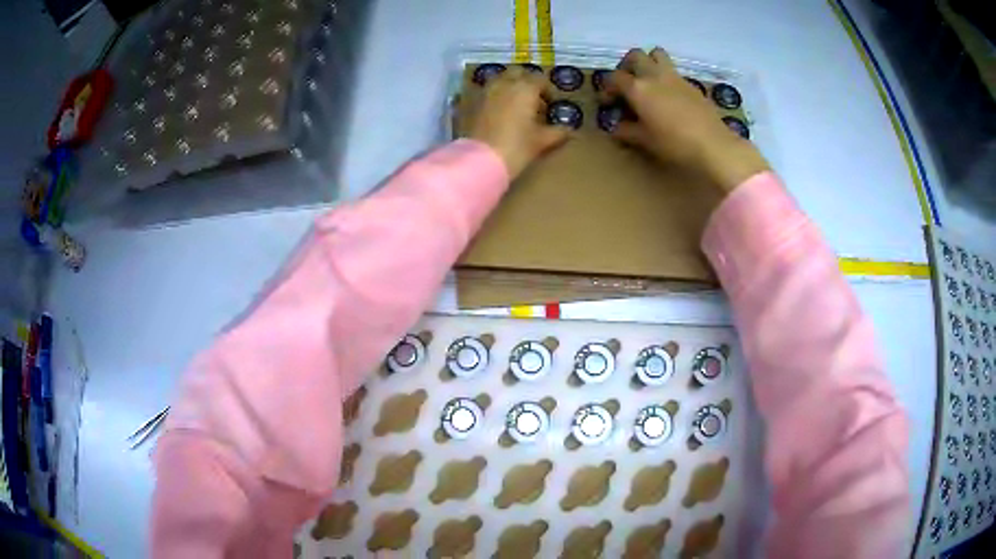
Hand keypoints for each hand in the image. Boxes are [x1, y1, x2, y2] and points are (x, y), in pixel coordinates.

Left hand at [468, 67, 571, 179]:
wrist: (480, 160)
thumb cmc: (516, 147)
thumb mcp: (541, 141)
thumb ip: (557, 132)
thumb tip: (569, 130)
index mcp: (525, 88)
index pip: (540, 80)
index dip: (547, 90)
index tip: (550, 104)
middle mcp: (505, 83)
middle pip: (518, 73)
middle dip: (527, 82)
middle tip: (533, 100)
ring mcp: (486, 91)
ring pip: (500, 80)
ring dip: (509, 86)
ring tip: (516, 105)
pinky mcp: (472, 102)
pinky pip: (487, 92)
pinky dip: (495, 96)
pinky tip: (499, 112)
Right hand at [603, 48, 769, 194]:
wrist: (713, 145)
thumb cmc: (674, 143)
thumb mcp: (645, 140)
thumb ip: (627, 130)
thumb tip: (616, 127)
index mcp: (638, 88)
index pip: (614, 78)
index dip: (607, 88)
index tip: (608, 103)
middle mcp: (654, 76)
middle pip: (635, 55)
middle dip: (626, 66)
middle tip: (626, 83)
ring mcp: (675, 77)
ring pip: (657, 54)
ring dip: (648, 62)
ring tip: (648, 81)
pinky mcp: (691, 85)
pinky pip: (673, 71)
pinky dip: (665, 77)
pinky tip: (668, 97)